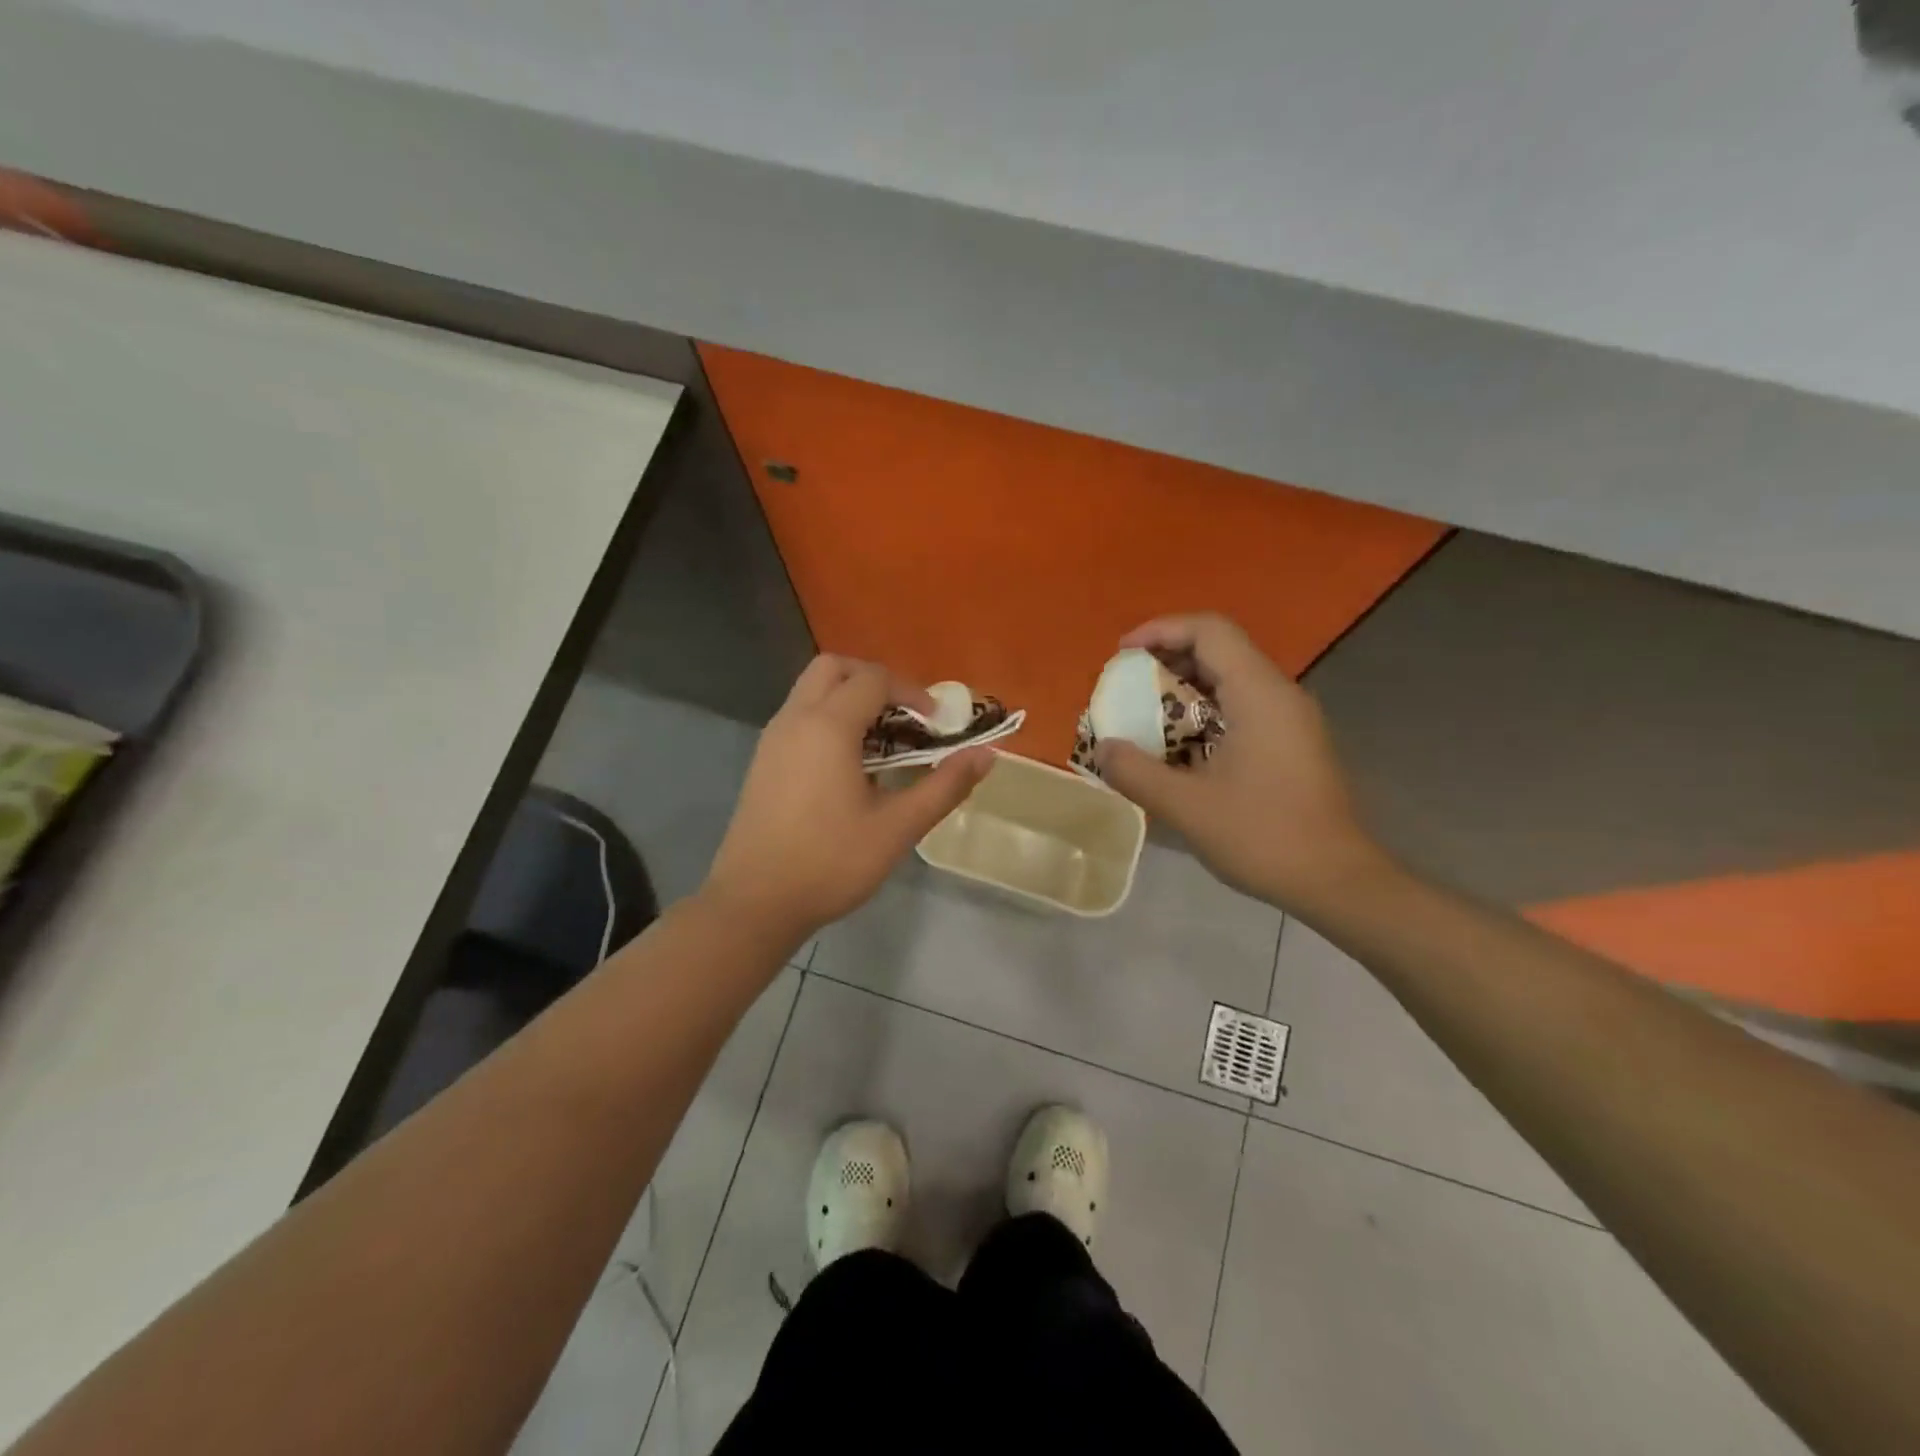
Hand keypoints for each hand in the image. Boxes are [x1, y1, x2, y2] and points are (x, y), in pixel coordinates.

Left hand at [704, 655, 991, 941]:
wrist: (755, 902)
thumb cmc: (830, 862)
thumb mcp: (898, 828)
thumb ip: (945, 786)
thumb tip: (986, 754)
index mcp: (827, 726)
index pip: (873, 679)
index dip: (911, 693)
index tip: (936, 724)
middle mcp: (795, 719)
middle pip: (834, 668)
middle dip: (874, 681)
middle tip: (905, 717)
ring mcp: (773, 739)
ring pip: (811, 690)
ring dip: (850, 699)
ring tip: (883, 742)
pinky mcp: (763, 761)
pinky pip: (799, 716)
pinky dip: (828, 718)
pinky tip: (849, 766)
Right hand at [1094, 614, 1388, 911]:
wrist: (1336, 881)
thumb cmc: (1264, 836)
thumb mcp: (1187, 807)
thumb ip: (1137, 772)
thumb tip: (1103, 748)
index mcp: (1259, 694)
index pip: (1209, 631)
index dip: (1161, 630)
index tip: (1122, 654)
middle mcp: (1279, 694)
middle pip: (1220, 650)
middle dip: (1167, 658)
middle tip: (1126, 684)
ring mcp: (1290, 719)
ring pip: (1231, 679)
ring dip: (1184, 687)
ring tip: (1144, 713)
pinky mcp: (1292, 742)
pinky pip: (1241, 706)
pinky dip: (1204, 711)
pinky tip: (1179, 745)